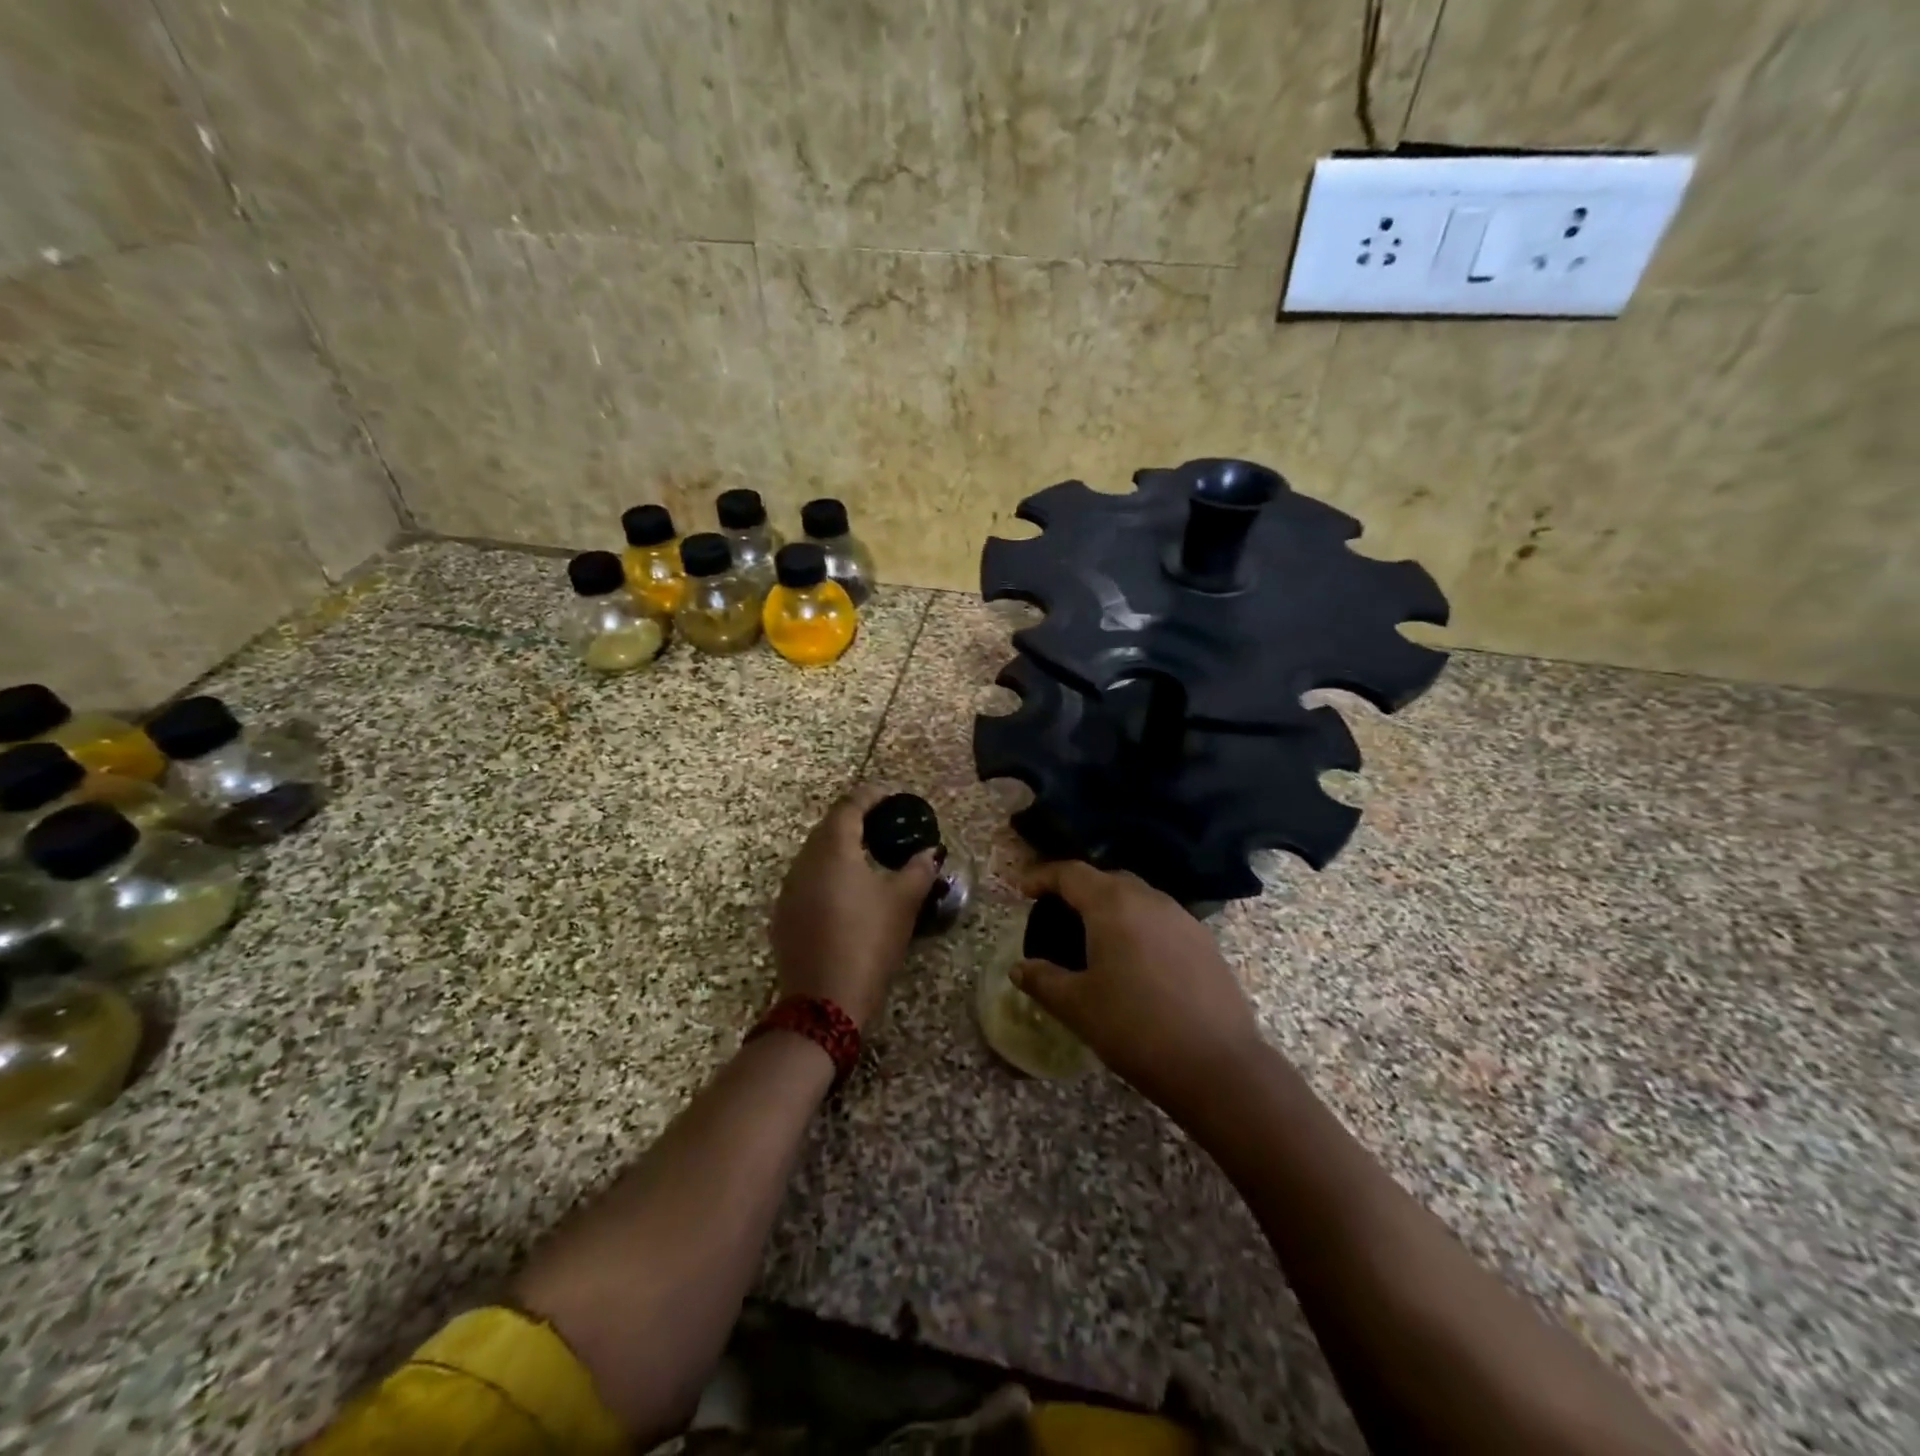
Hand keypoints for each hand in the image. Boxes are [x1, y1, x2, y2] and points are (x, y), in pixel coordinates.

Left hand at [770, 785, 939, 1028]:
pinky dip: (828, 875)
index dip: (872, 795)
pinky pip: (807, 880)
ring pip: (815, 854)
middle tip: (886, 826)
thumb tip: (930, 851)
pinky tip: (847, 893)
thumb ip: (919, 868)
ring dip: (840, 848)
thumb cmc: (868, 941)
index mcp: (833, 848)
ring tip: (870, 857)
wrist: (824, 1000)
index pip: (849, 805)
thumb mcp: (903, 902)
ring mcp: (788, 889)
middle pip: (829, 827)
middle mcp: (804, 860)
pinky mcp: (783, 915)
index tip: (893, 796)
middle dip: (856, 820)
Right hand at [1013, 862, 1265, 1114]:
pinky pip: (1162, 920)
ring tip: (1096, 936)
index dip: (1043, 876)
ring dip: (1113, 907)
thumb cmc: (1134, 1028)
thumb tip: (1019, 969)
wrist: (1217, 1065)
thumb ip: (1043, 980)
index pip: (1072, 873)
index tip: (1023, 890)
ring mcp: (1183, 919)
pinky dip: (1140, 926)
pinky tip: (1136, 959)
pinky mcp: (1205, 942)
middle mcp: (1150, 900)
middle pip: (1107, 879)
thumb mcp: (1077, 1006)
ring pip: (1139, 898)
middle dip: (1080, 889)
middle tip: (1058, 912)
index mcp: (1113, 905)